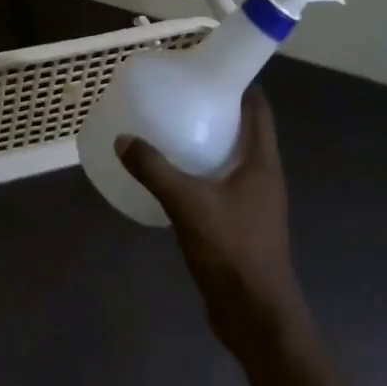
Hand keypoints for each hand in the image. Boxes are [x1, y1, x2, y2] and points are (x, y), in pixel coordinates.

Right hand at [117, 85, 307, 357]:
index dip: (239, 83)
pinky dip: (202, 171)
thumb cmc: (233, 252)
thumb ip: (155, 170)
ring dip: (209, 141)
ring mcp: (254, 201)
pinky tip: (173, 174)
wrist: (256, 318)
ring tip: (173, 126)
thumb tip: (123, 139)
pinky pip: (222, 183)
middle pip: (245, 129)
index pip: (258, 108)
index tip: (208, 67)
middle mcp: (263, 175)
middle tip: (181, 93)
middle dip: (217, 109)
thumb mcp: (188, 205)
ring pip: (232, 158)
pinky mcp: (241, 223)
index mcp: (262, 162)